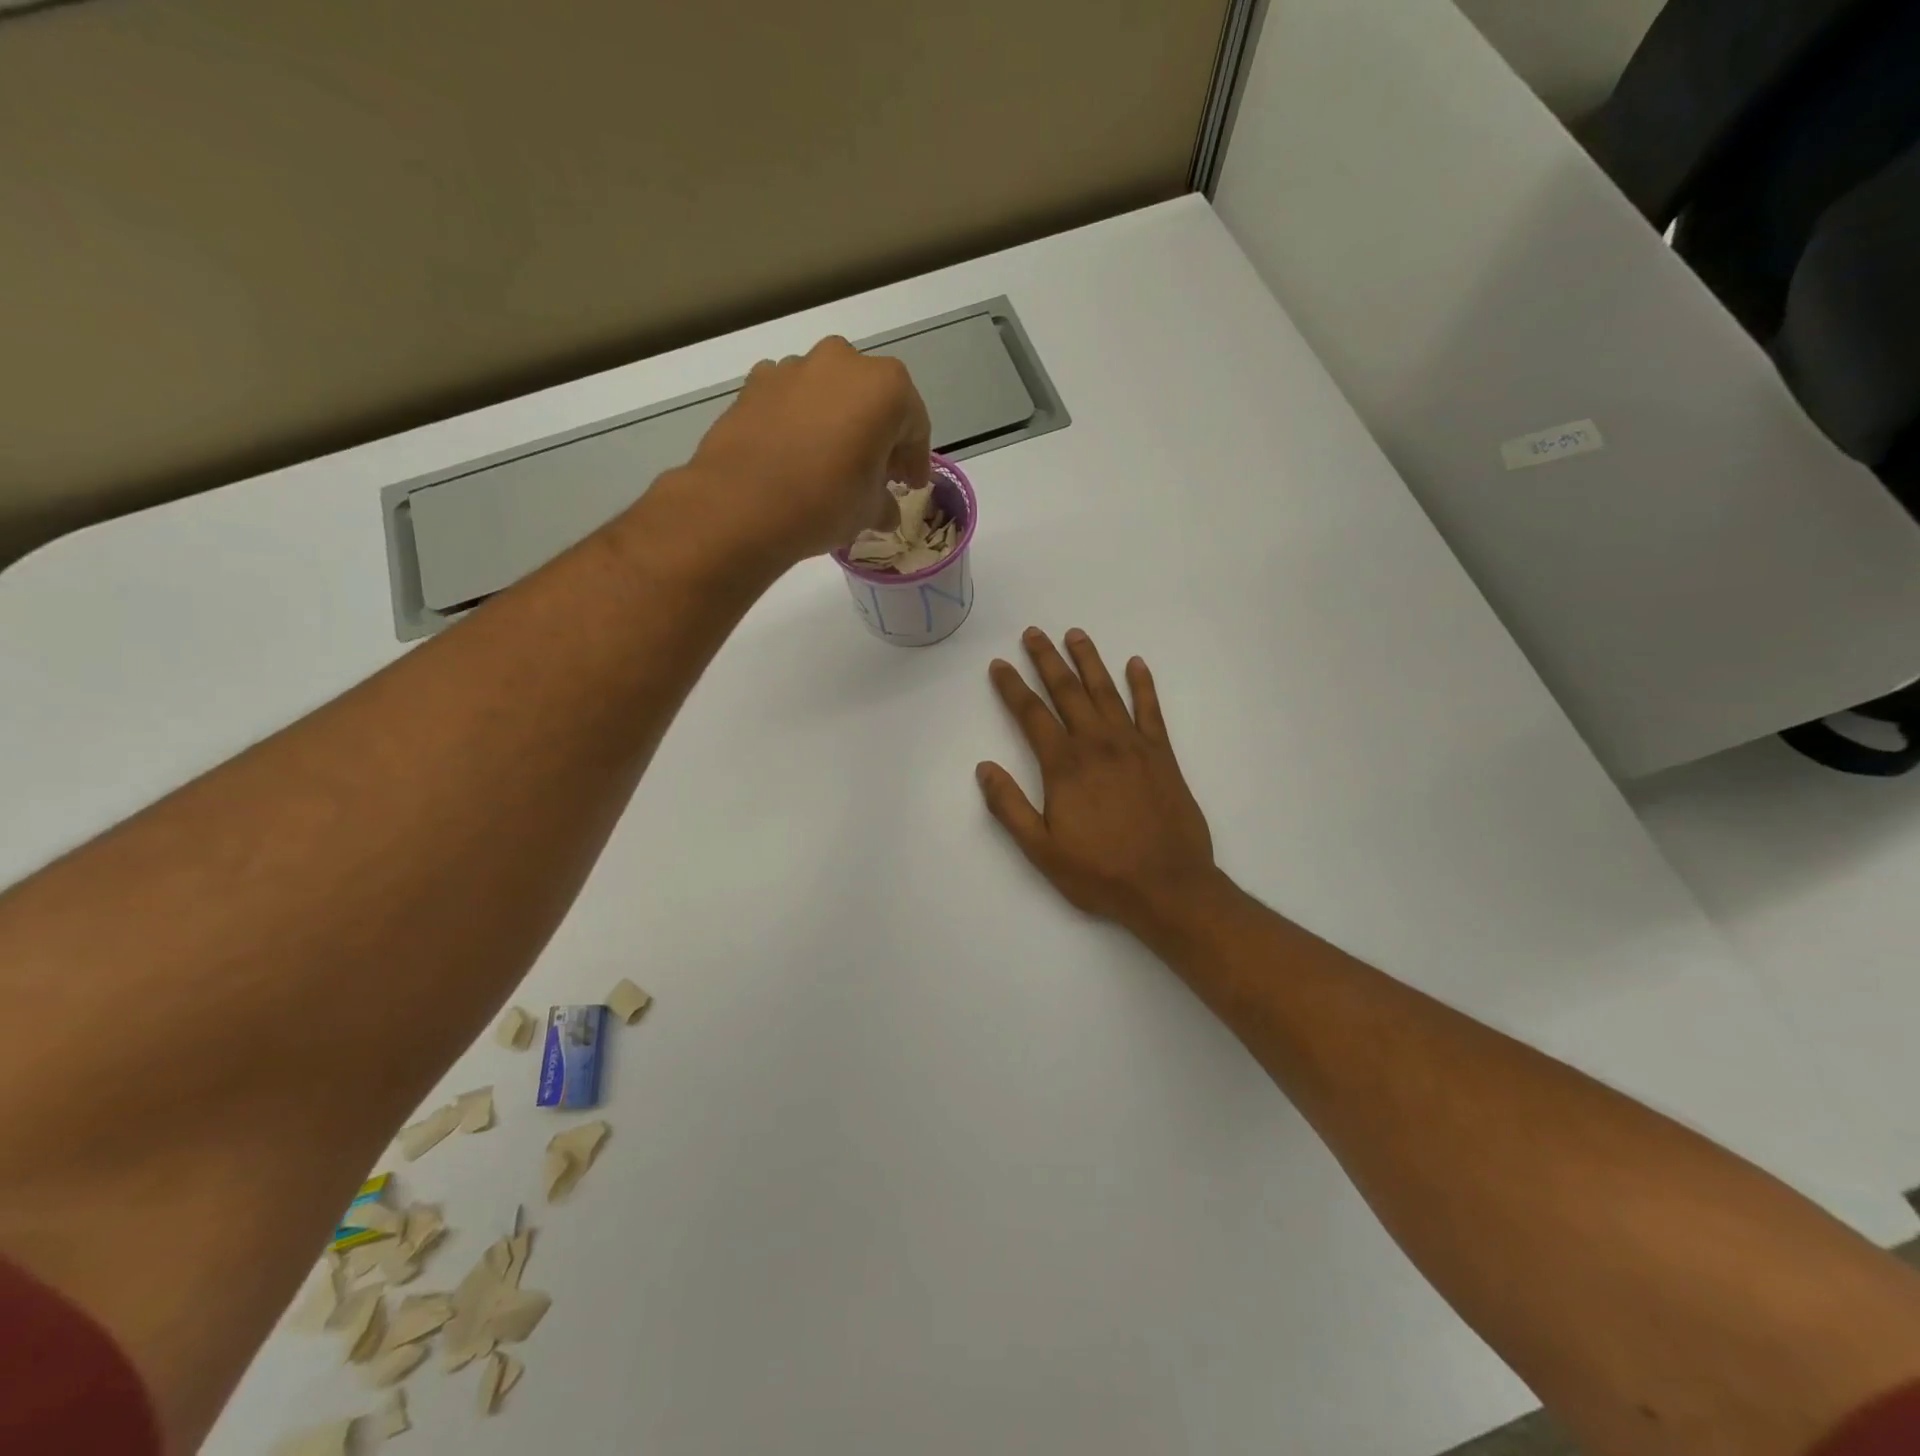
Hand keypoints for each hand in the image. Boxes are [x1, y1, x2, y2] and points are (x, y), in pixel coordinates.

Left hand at [681, 336, 931, 566]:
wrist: (741, 505)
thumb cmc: (824, 503)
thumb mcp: (869, 511)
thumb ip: (885, 502)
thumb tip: (885, 509)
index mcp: (885, 387)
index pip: (915, 426)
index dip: (916, 460)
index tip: (911, 486)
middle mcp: (842, 362)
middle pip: (873, 400)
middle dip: (879, 434)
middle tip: (878, 472)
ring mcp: (794, 367)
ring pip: (830, 394)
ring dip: (838, 423)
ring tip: (832, 463)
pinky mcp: (755, 383)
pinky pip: (792, 400)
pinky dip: (800, 421)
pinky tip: (795, 455)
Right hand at [977, 628, 1221, 942]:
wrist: (1168, 886)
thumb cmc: (1100, 872)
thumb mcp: (1041, 850)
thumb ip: (1009, 807)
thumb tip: (984, 768)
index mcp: (1064, 766)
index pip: (1032, 715)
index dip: (1012, 687)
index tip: (999, 665)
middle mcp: (1097, 744)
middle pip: (1067, 691)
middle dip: (1047, 660)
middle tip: (1033, 633)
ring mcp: (1133, 745)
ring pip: (1106, 691)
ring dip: (1089, 661)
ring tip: (1075, 634)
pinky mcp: (1162, 755)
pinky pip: (1151, 710)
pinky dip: (1143, 685)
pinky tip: (1136, 664)